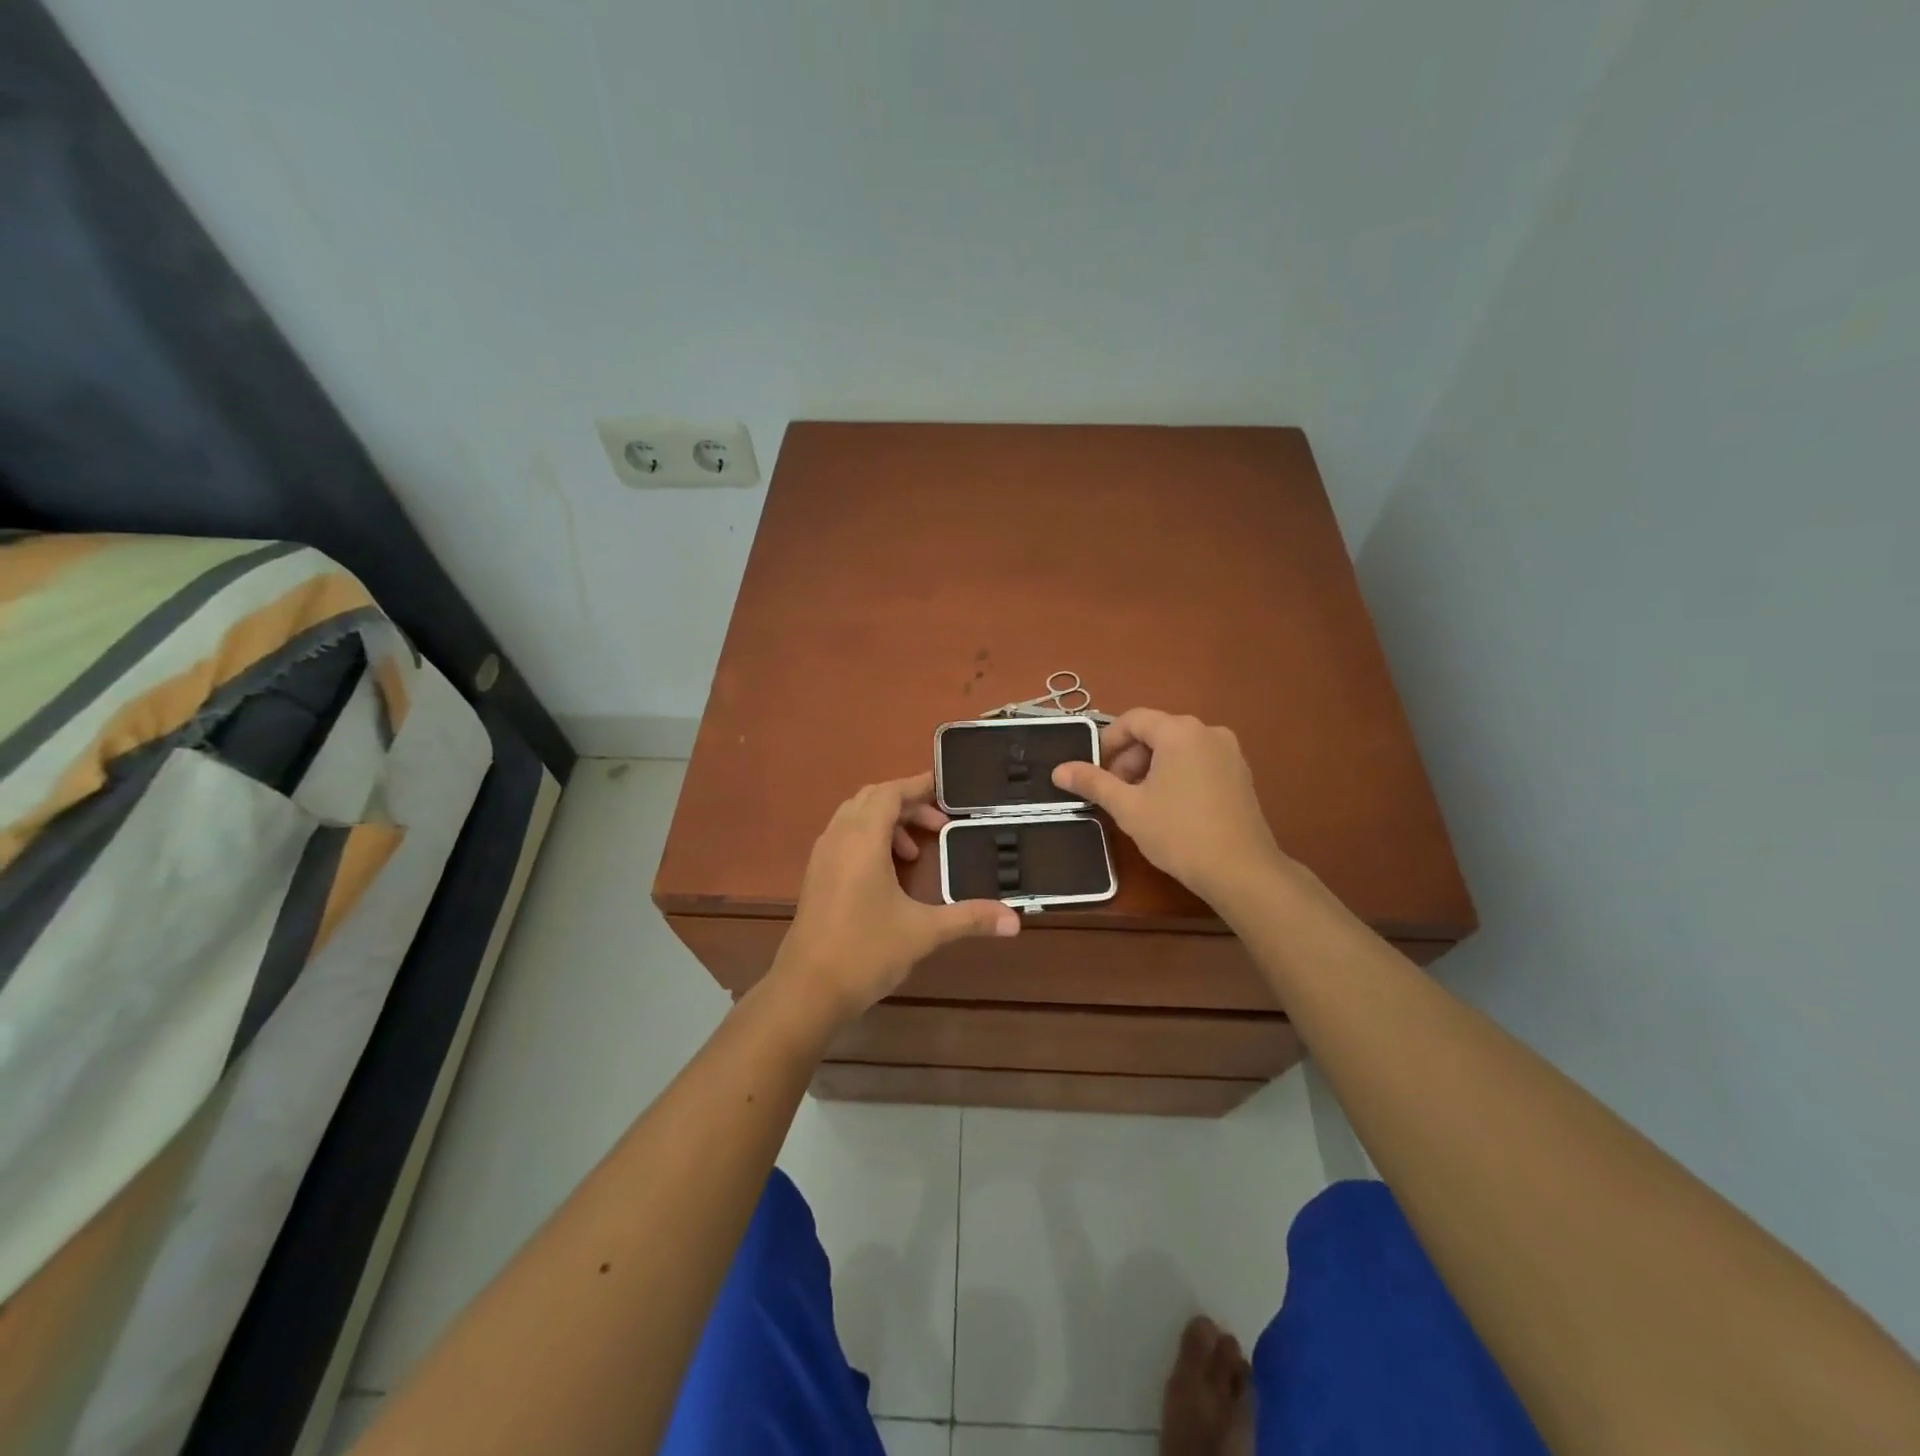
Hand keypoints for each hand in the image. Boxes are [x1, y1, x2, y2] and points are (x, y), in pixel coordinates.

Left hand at [774, 773, 1019, 1022]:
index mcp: (862, 840)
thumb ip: (969, 918)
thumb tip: (1015, 921)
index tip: (947, 789)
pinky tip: (889, 873)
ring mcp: (822, 857)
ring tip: (917, 852)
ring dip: (887, 823)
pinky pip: (844, 837)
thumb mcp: (923, 932)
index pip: (889, 793)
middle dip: (907, 805)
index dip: (918, 786)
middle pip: (871, 799)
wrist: (807, 990)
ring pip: (855, 818)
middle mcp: (838, 839)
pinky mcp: (816, 876)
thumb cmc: (865, 952)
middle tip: (940, 825)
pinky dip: (869, 839)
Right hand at [1051, 709, 1288, 906]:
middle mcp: (1208, 731)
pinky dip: (1177, 773)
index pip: (1134, 719)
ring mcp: (1229, 752)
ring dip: (1152, 766)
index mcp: (1180, 732)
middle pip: (1157, 732)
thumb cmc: (1178, 833)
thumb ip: (1093, 782)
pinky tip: (1171, 806)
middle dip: (1130, 757)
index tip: (1095, 770)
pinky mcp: (1241, 773)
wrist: (1240, 870)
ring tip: (1141, 801)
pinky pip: (1199, 760)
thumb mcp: (1128, 807)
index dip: (1108, 741)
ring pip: (1178, 747)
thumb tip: (1059, 771)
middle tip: (1116, 791)